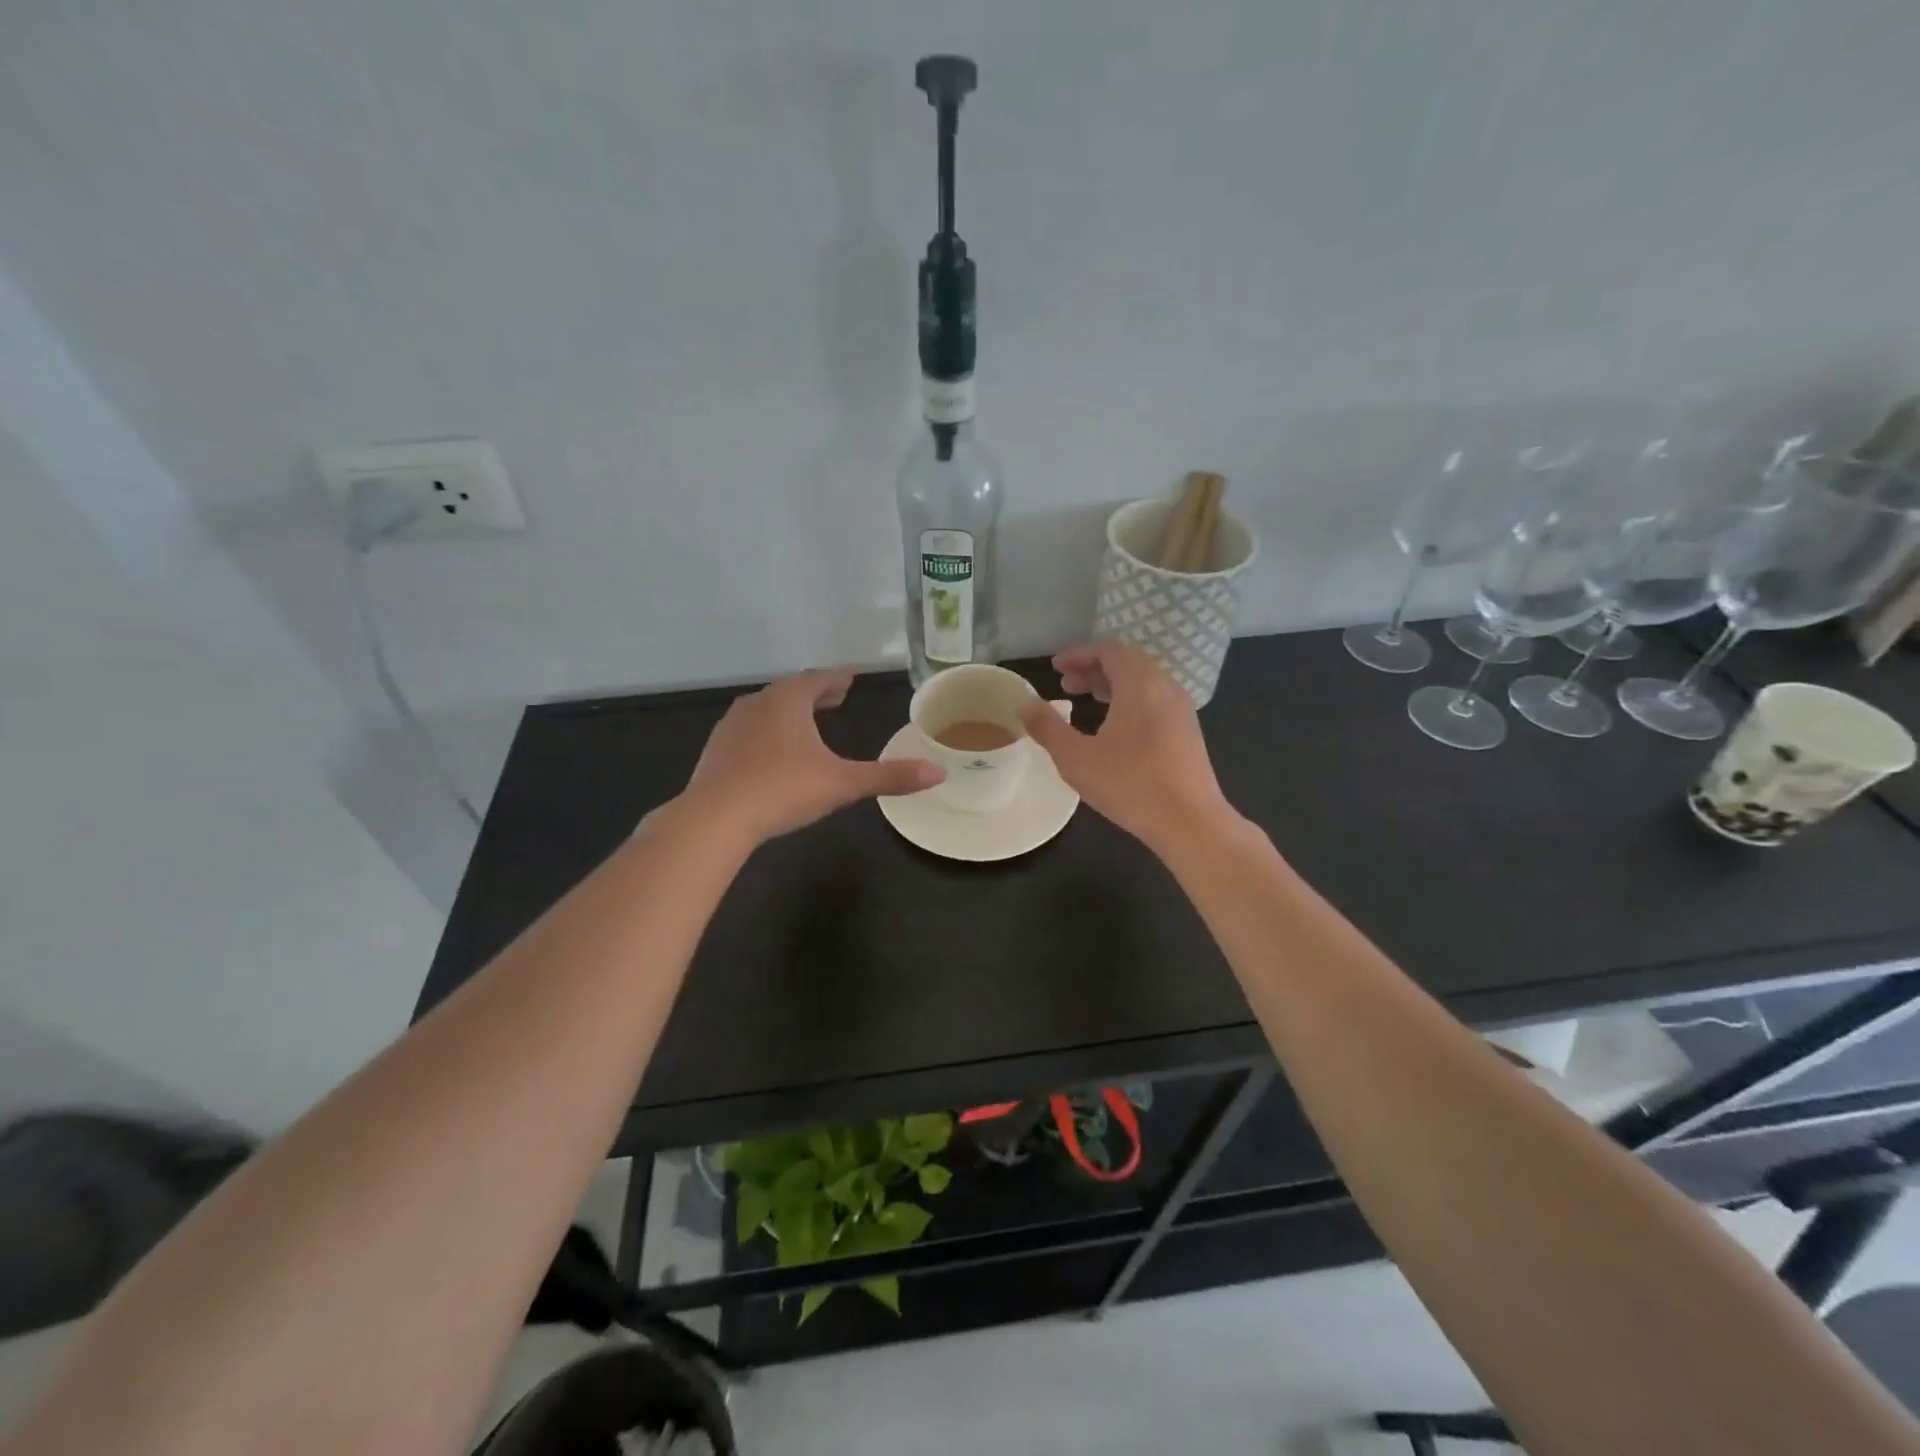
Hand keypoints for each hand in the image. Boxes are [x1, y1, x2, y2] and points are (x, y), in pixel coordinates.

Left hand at [680, 670, 943, 844]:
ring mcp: (732, 726)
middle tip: (834, 697)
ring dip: (789, 712)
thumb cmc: (783, 790)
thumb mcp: (842, 783)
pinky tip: (771, 754)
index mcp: (788, 701)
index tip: (851, 678)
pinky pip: (748, 732)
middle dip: (815, 694)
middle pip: (791, 691)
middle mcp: (758, 703)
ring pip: (766, 710)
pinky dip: (767, 733)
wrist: (715, 818)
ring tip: (805, 723)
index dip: (838, 679)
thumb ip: (889, 777)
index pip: (818, 679)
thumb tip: (939, 773)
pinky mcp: (716, 751)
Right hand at [1019, 642, 1236, 851]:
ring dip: (1112, 685)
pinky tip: (1113, 727)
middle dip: (1093, 669)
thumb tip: (1024, 704)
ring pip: (1143, 682)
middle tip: (1065, 684)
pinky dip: (1129, 700)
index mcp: (1140, 683)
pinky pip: (1154, 700)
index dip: (1079, 654)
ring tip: (1085, 700)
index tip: (1055, 667)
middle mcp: (1165, 687)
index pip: (1109, 650)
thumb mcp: (1076, 757)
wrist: (1190, 822)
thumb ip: (1047, 727)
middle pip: (1127, 662)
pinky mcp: (1187, 731)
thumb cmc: (1130, 785)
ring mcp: (1181, 709)